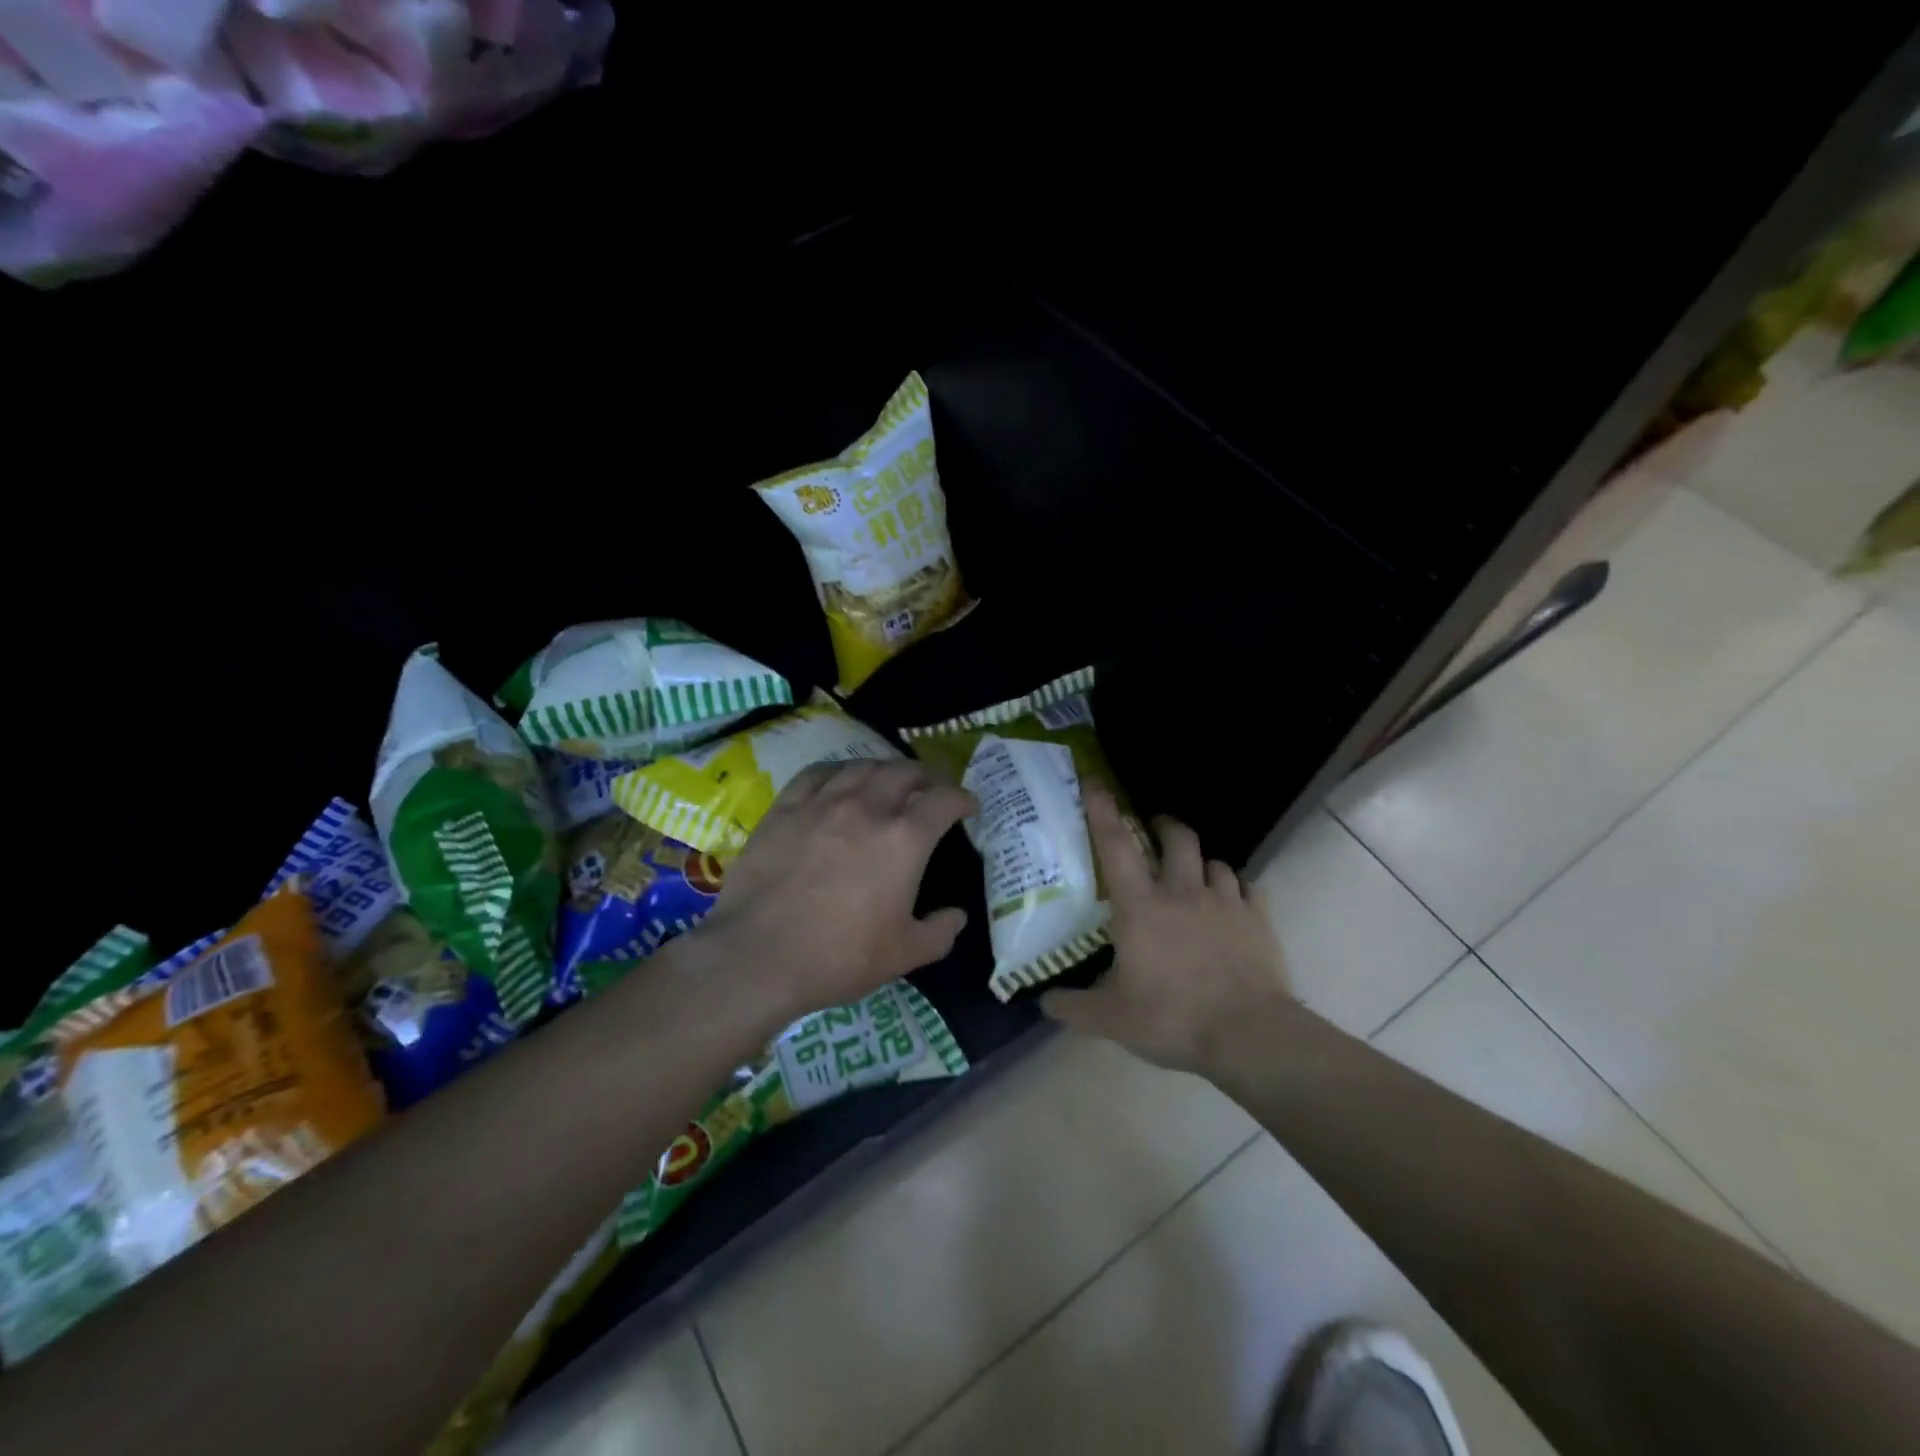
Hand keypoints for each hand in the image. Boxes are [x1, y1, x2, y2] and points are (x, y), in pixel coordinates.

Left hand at [696, 759, 975, 1021]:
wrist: (758, 956)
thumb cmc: (839, 957)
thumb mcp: (904, 955)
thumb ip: (940, 933)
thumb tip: (957, 916)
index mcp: (904, 839)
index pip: (944, 800)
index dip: (963, 798)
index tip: (969, 806)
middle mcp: (867, 808)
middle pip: (904, 772)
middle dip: (927, 776)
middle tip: (932, 788)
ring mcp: (822, 803)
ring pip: (862, 766)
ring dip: (885, 769)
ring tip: (889, 780)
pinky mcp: (785, 808)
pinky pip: (818, 773)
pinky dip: (839, 770)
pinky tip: (840, 779)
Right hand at [1040, 787, 1294, 1075]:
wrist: (1248, 1036)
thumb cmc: (1171, 1018)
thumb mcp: (1110, 1020)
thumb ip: (1072, 1006)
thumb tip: (1043, 1000)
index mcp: (1141, 906)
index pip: (1115, 845)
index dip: (1102, 810)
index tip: (1094, 781)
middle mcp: (1183, 893)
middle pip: (1177, 838)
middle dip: (1165, 826)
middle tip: (1155, 830)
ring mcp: (1226, 903)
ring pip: (1215, 862)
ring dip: (1202, 863)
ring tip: (1196, 876)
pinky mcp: (1259, 920)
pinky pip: (1249, 889)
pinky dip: (1238, 890)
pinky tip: (1234, 904)